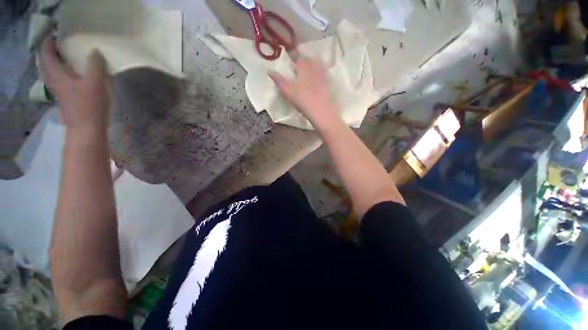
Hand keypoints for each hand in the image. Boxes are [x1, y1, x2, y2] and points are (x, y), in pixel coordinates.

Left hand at [40, 36, 110, 129]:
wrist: (86, 130)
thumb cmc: (88, 106)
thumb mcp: (94, 83)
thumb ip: (94, 65)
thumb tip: (95, 51)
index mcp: (57, 75)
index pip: (47, 53)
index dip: (49, 42)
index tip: (57, 34)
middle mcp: (54, 81)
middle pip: (47, 63)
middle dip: (52, 52)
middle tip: (63, 45)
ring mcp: (59, 91)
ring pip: (53, 72)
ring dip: (58, 63)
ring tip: (68, 58)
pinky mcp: (67, 99)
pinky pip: (61, 80)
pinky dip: (64, 73)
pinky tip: (74, 75)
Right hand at [270, 58, 340, 127]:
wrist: (322, 112)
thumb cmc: (303, 101)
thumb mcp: (288, 92)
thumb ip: (279, 81)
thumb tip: (269, 71)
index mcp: (304, 68)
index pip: (298, 57)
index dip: (294, 55)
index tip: (290, 56)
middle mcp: (315, 68)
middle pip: (310, 59)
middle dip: (304, 59)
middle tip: (300, 62)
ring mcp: (324, 76)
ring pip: (319, 65)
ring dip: (314, 64)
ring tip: (309, 68)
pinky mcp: (330, 85)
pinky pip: (325, 74)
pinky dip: (321, 73)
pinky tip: (319, 79)